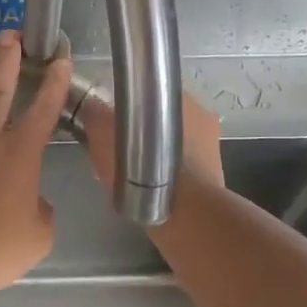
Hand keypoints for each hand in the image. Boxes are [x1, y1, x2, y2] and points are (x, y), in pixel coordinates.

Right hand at [78, 87, 224, 192]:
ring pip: (174, 143)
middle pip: (162, 118)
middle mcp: (202, 116)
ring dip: (155, 153)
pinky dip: (167, 173)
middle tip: (119, 149)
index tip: (114, 121)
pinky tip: (150, 187)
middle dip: (143, 130)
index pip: (150, 91)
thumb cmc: (144, 169)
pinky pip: (183, 167)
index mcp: (181, 98)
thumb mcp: (105, 138)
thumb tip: (92, 106)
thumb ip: (96, 116)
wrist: (184, 215)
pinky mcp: (214, 175)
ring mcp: (211, 146)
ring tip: (132, 172)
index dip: (129, 104)